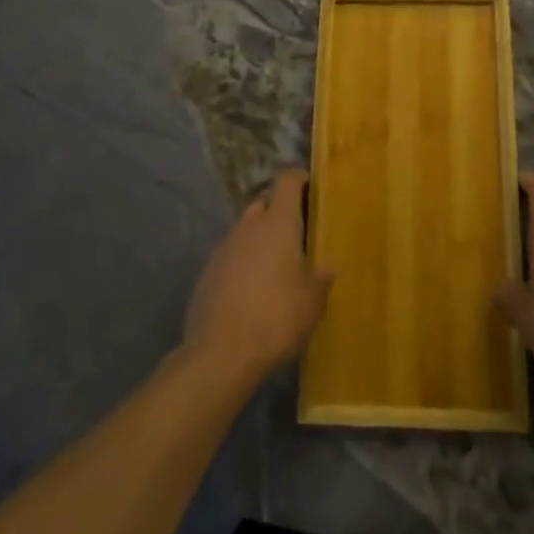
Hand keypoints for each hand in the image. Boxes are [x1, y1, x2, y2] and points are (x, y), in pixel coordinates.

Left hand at [185, 171, 333, 384]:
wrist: (219, 354)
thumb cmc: (276, 318)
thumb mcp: (312, 303)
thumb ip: (321, 278)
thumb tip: (326, 266)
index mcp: (277, 223)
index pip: (286, 180)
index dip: (299, 179)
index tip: (311, 189)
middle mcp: (248, 226)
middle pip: (264, 203)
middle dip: (278, 213)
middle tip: (296, 235)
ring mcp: (223, 248)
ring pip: (245, 231)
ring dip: (259, 241)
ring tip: (275, 269)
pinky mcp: (207, 273)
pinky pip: (230, 257)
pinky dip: (242, 264)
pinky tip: (251, 292)